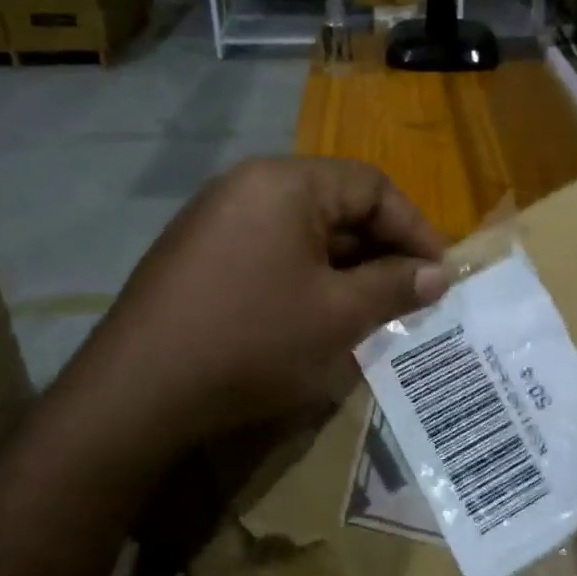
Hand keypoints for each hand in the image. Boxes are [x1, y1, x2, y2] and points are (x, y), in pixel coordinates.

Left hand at [56, 157, 448, 460]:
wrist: (136, 393)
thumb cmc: (252, 341)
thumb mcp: (338, 315)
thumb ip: (395, 286)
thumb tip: (439, 274)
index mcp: (285, 183)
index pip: (372, 185)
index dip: (415, 228)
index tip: (439, 274)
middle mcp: (248, 185)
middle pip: (336, 203)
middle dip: (381, 250)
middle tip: (409, 296)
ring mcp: (216, 218)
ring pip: (304, 231)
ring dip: (345, 266)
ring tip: (371, 310)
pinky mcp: (198, 253)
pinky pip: (270, 250)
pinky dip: (306, 275)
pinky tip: (317, 316)